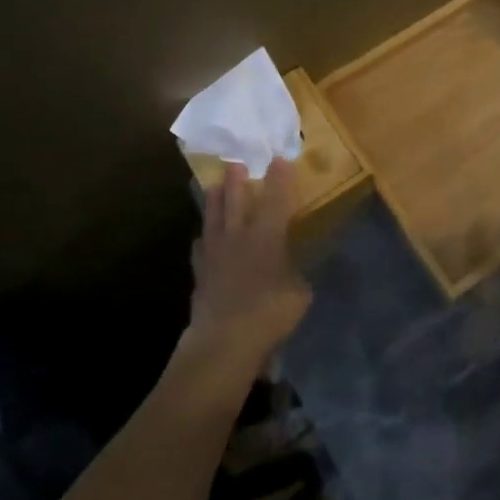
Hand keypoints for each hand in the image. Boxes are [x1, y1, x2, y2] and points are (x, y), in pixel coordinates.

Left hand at [188, 159, 311, 360]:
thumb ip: (295, 274)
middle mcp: (239, 236)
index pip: (277, 199)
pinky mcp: (199, 273)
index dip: (280, 179)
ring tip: (212, 185)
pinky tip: (203, 239)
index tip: (279, 159)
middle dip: (237, 179)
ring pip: (213, 218)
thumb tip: (290, 270)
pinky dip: (203, 240)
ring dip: (214, 200)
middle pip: (236, 200)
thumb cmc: (270, 312)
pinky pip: (200, 248)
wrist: (224, 339)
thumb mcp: (299, 292)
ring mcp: (214, 253)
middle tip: (235, 162)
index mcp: (268, 235)